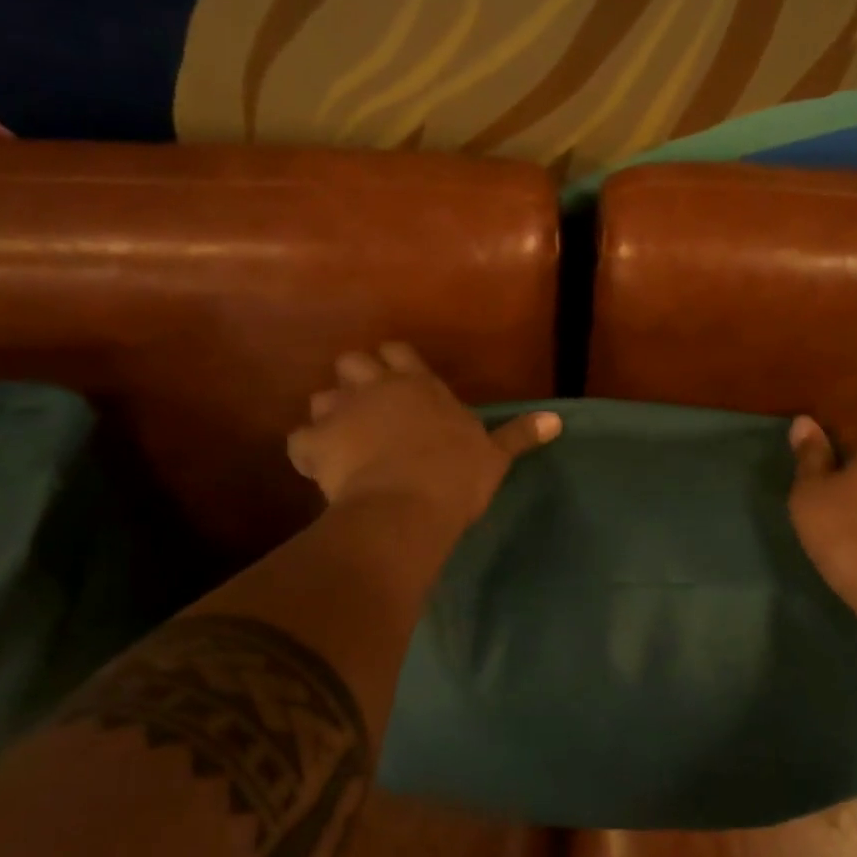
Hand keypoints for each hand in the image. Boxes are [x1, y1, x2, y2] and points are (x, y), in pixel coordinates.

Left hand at [287, 343, 559, 526]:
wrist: (408, 504)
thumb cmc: (455, 475)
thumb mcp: (494, 455)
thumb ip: (519, 434)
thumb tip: (557, 420)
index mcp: (419, 386)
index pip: (398, 352)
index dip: (392, 362)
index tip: (396, 381)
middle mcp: (377, 388)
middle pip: (351, 361)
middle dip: (354, 380)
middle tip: (366, 410)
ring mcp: (342, 412)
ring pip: (320, 397)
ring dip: (329, 415)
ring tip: (342, 440)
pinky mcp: (316, 443)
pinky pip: (299, 440)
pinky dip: (307, 452)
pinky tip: (318, 469)